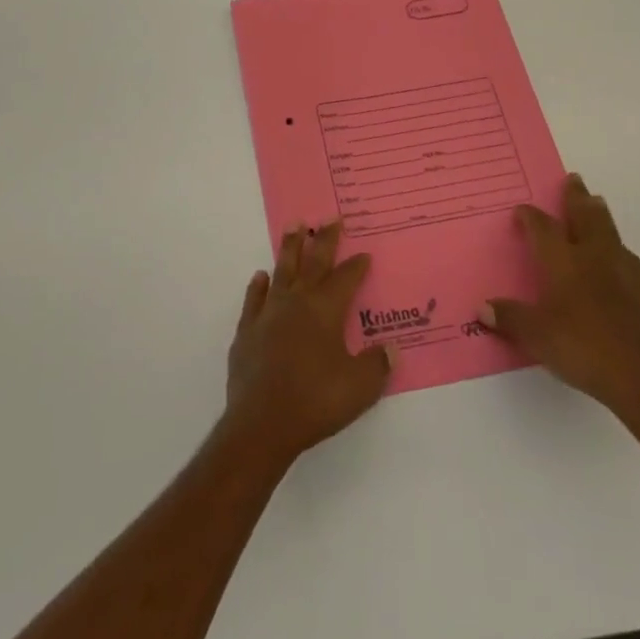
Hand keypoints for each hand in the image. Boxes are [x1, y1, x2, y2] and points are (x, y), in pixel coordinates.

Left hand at [224, 219, 393, 468]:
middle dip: (324, 240)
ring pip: (282, 271)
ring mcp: (268, 313)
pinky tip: (261, 276)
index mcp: (325, 310)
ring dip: (290, 248)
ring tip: (294, 227)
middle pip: (312, 263)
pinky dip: (259, 285)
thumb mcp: (360, 387)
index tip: (364, 254)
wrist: (263, 422)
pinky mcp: (247, 330)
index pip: (345, 279)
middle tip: (329, 217)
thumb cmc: (316, 401)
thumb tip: (391, 348)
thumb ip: (377, 365)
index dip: (356, 266)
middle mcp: (297, 302)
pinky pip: (254, 298)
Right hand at [482, 174, 639, 423]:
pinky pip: (628, 258)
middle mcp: (593, 255)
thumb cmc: (581, 347)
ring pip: (610, 232)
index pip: (542, 227)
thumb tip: (482, 308)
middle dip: (576, 198)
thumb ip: (509, 318)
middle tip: (574, 180)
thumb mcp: (535, 335)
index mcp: (563, 260)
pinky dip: (618, 250)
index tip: (522, 209)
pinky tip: (618, 258)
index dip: (530, 216)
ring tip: (597, 205)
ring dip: (600, 217)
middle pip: (585, 216)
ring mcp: (624, 270)